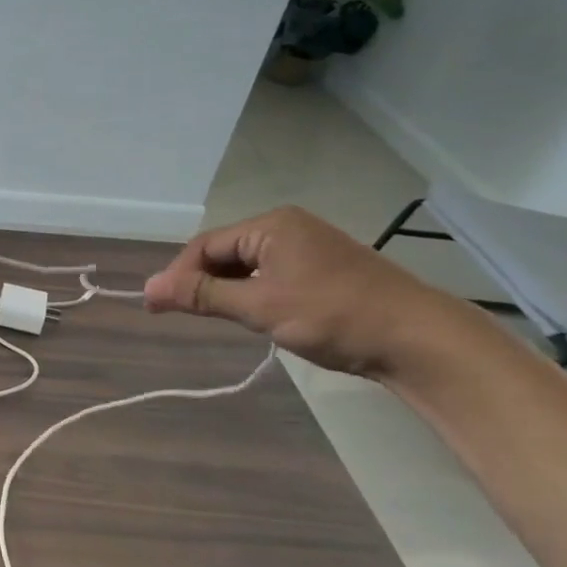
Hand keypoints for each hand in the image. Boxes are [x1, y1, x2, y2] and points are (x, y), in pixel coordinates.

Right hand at [141, 205, 469, 377]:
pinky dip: (251, 293)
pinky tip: (251, 315)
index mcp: (272, 226)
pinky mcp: (323, 271)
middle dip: (200, 281)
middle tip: (181, 314)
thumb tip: (148, 288)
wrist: (419, 340)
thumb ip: (202, 295)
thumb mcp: (259, 306)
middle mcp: (288, 228)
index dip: (177, 274)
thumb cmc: (333, 316)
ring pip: (247, 265)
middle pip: (224, 252)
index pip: (205, 245)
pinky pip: (270, 275)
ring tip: (213, 317)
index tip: (157, 306)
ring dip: (225, 289)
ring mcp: (309, 248)